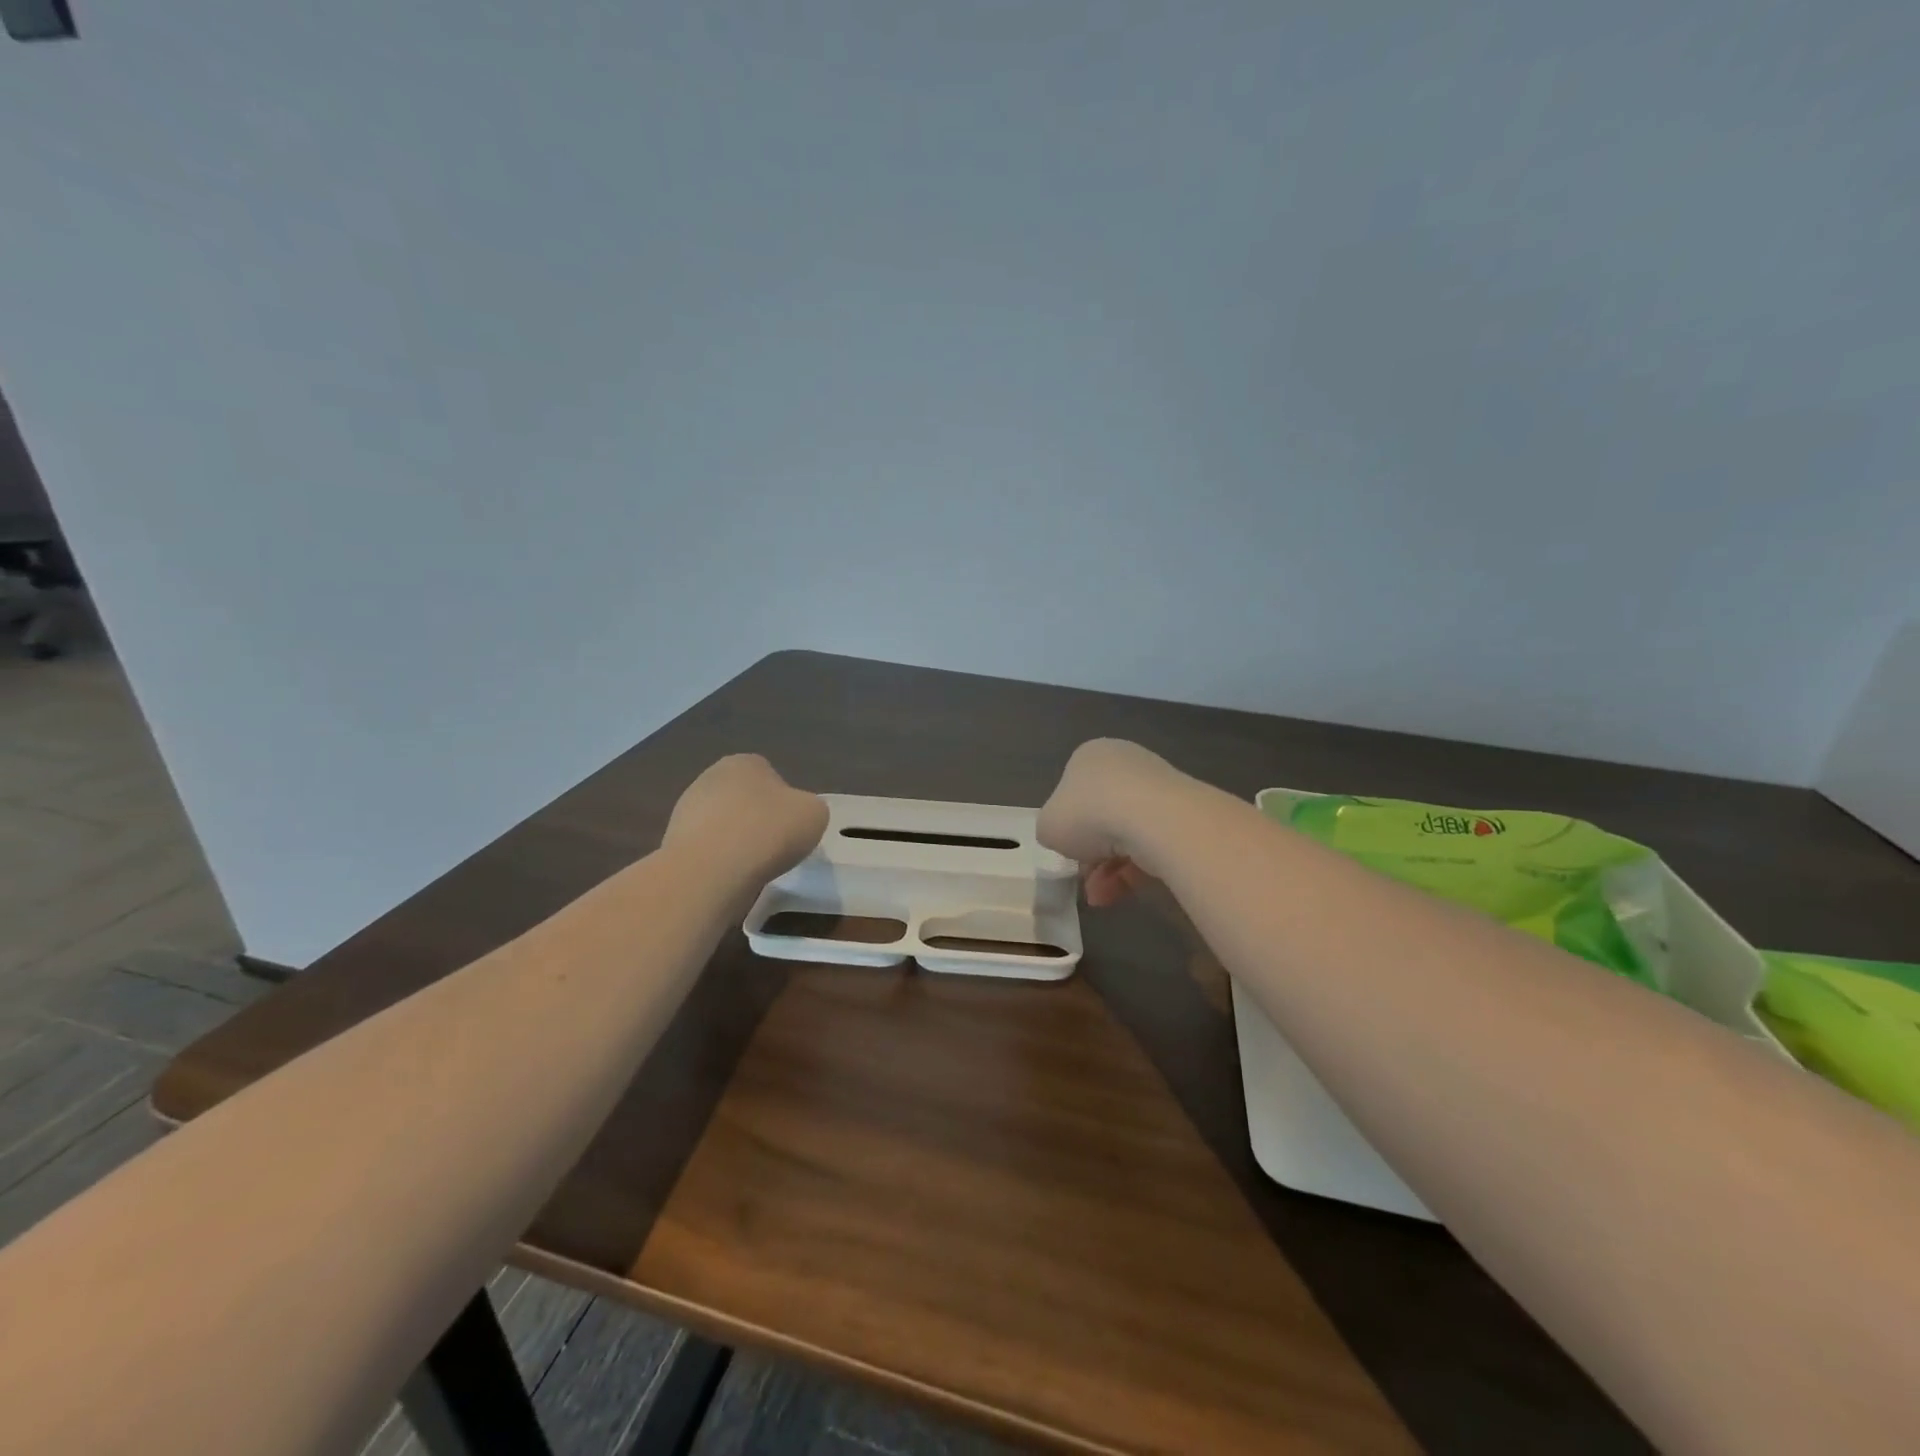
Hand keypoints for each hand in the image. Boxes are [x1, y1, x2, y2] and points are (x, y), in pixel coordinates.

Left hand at [663, 754, 827, 887]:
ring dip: (736, 841)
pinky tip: (729, 876)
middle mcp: (710, 777)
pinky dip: (718, 861)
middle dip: (757, 820)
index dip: (784, 803)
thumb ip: (808, 808)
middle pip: (744, 799)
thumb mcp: (815, 814)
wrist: (710, 872)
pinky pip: (707, 849)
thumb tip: (795, 816)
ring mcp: (686, 809)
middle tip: (774, 847)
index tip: (790, 828)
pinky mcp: (672, 841)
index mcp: (745, 762)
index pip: (770, 776)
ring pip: (723, 825)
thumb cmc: (768, 832)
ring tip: (751, 867)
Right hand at [1038, 739, 1182, 907]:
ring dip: (1110, 870)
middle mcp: (1126, 763)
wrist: (1153, 819)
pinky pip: (1153, 844)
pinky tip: (1123, 892)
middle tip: (1085, 880)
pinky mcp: (1184, 813)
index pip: (1073, 793)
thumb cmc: (1089, 813)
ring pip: (1128, 834)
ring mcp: (1159, 787)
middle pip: (1102, 816)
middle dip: (1092, 855)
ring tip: (1102, 897)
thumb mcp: (1048, 826)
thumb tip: (1067, 837)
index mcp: (1090, 756)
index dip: (1067, 828)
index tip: (1067, 853)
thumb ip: (1051, 829)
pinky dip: (1137, 870)